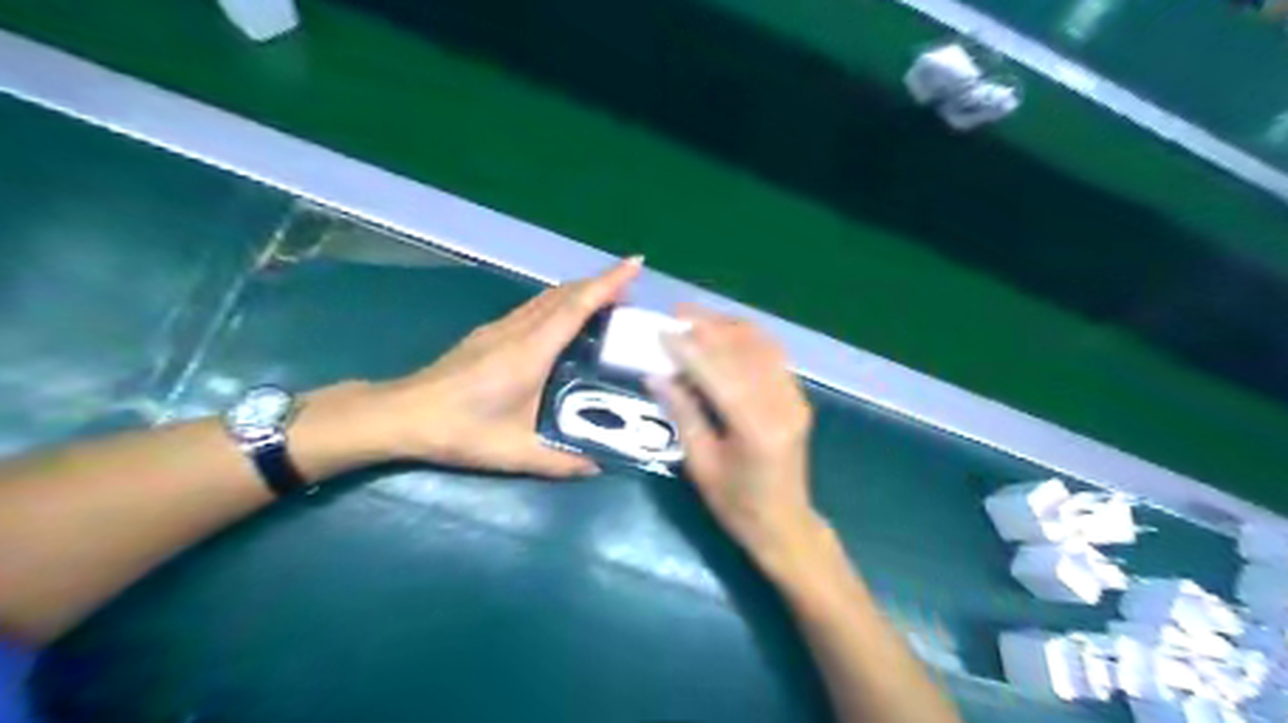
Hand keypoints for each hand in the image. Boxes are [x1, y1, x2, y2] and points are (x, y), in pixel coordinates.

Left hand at [357, 257, 636, 476]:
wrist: (402, 415)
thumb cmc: (460, 431)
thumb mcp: (514, 453)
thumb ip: (560, 462)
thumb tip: (599, 466)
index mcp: (531, 352)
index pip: (576, 306)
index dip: (608, 282)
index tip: (635, 263)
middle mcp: (518, 330)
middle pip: (565, 293)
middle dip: (601, 283)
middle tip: (632, 290)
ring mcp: (500, 328)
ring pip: (548, 297)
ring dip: (579, 291)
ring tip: (607, 301)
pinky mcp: (488, 334)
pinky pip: (533, 307)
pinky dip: (559, 302)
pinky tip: (565, 320)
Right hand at [650, 309, 817, 573]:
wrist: (785, 523)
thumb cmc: (736, 504)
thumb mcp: (700, 464)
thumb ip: (682, 414)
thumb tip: (656, 375)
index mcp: (756, 429)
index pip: (719, 374)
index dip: (689, 349)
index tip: (662, 330)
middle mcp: (782, 405)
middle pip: (744, 350)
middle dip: (709, 326)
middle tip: (677, 313)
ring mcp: (795, 398)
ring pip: (762, 345)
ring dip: (728, 327)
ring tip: (696, 319)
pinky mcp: (798, 396)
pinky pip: (772, 355)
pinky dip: (746, 339)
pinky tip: (724, 336)